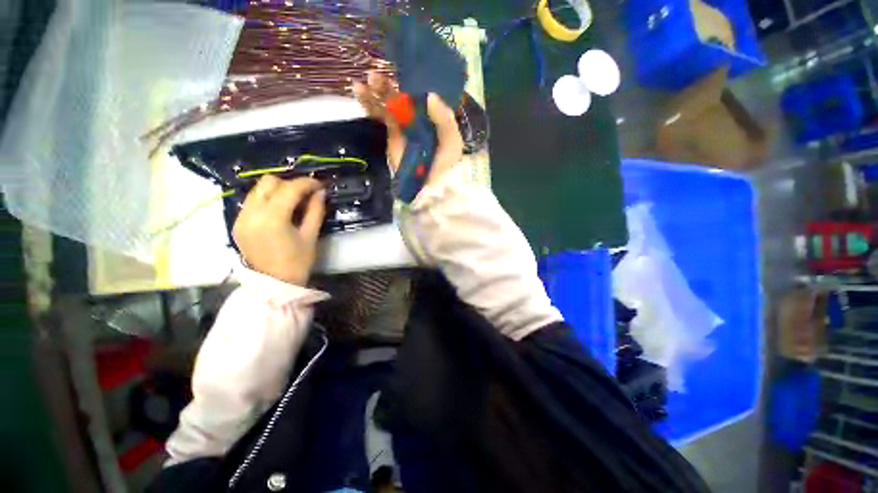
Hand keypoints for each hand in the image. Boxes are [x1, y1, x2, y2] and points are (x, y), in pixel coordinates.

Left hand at [233, 176, 325, 285]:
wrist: (273, 284)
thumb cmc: (297, 262)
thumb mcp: (311, 236)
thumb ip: (315, 211)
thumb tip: (320, 192)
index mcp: (272, 218)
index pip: (289, 188)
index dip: (307, 183)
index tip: (319, 184)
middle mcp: (251, 213)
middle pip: (269, 182)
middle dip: (290, 183)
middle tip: (306, 194)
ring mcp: (241, 218)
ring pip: (258, 189)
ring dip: (277, 190)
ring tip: (293, 201)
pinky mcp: (237, 223)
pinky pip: (252, 201)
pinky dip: (267, 200)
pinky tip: (280, 211)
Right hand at [354, 72, 462, 187]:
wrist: (432, 186)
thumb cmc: (446, 164)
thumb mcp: (452, 140)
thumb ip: (444, 118)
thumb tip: (429, 94)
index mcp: (433, 116)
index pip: (420, 94)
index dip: (409, 80)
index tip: (399, 68)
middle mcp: (418, 118)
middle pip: (400, 96)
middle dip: (387, 85)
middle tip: (374, 75)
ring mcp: (403, 127)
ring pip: (387, 104)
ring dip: (374, 92)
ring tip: (363, 83)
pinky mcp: (392, 137)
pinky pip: (380, 117)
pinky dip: (370, 105)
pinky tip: (359, 93)